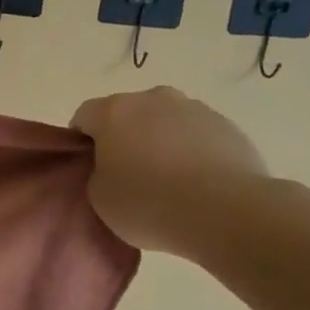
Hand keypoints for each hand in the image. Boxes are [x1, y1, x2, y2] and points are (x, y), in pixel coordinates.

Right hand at [69, 86, 269, 255]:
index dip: (82, 142)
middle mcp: (153, 98)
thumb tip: (111, 165)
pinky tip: (196, 183)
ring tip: (168, 181)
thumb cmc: (147, 203)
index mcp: (114, 111)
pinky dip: (191, 151)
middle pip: (127, 114)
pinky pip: (196, 135)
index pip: (84, 116)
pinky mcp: (227, 126)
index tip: (89, 168)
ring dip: (159, 141)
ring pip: (165, 121)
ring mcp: (195, 109)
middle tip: (127, 174)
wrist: (223, 211)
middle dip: (123, 137)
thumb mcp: (99, 196)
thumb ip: (96, 172)